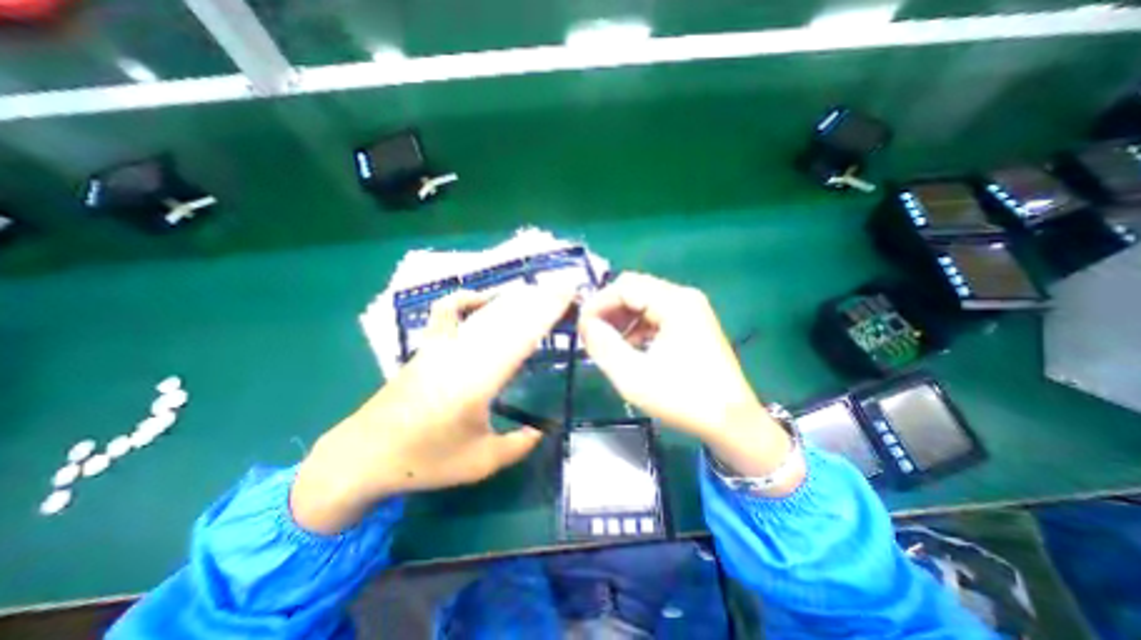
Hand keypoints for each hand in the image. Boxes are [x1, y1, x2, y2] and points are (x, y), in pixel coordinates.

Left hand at [291, 285, 575, 534]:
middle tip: (564, 288)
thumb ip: (518, 445)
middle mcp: (461, 354)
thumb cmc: (423, 461)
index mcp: (478, 381)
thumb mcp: (480, 462)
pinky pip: (448, 312)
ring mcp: (441, 346)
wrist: (363, 455)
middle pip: (507, 317)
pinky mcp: (427, 346)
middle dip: (539, 299)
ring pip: (484, 312)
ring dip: (514, 299)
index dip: (547, 313)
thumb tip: (542, 430)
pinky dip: (467, 300)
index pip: (521, 337)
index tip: (568, 297)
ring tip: (538, 292)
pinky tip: (484, 300)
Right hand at [581, 271, 800, 492]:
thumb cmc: (683, 399)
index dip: (598, 303)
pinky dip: (636, 327)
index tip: (581, 327)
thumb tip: (586, 324)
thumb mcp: (633, 376)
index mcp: (675, 302)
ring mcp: (691, 310)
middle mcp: (684, 297)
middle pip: (635, 290)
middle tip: (590, 334)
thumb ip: (603, 345)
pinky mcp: (692, 324)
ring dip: (621, 319)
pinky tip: (629, 348)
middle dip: (608, 310)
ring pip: (644, 302)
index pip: (625, 286)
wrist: (732, 422)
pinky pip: (656, 315)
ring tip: (606, 343)